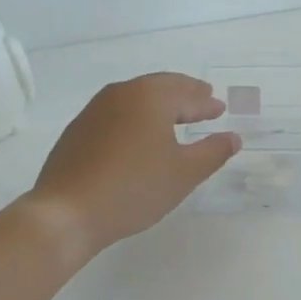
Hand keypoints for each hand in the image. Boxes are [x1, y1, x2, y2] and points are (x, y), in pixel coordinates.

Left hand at [28, 73, 241, 259]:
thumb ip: (213, 152)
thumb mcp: (184, 174)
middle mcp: (121, 93)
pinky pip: (117, 114)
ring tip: (175, 118)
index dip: (206, 103)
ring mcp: (95, 110)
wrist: (67, 212)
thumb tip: (233, 137)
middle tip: (202, 101)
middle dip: (184, 96)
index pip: (186, 94)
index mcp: (150, 97)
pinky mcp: (78, 130)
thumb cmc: (134, 188)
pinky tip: (140, 137)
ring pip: (136, 99)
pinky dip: (136, 118)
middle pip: (160, 88)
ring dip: (159, 106)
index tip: (219, 108)